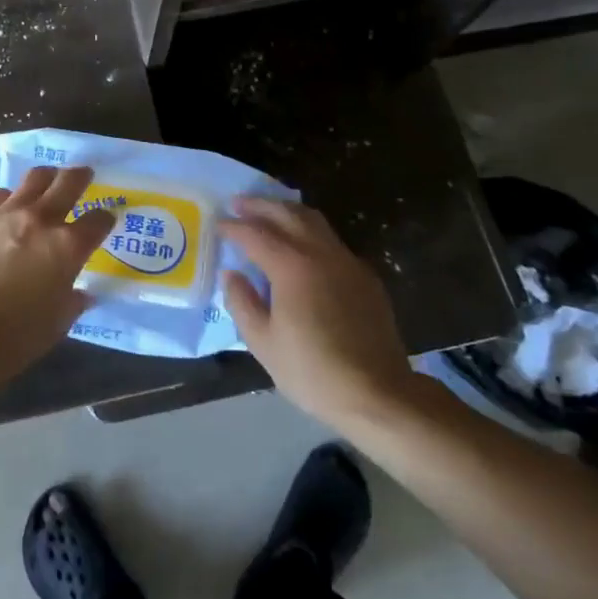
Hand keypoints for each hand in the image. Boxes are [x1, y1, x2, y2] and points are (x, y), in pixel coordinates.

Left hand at [0, 167, 115, 389]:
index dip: (105, 219)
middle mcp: (41, 220)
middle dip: (81, 176)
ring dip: (46, 178)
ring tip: (48, 180)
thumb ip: (72, 301)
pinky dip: (10, 197)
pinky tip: (8, 206)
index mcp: (68, 247)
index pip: (98, 221)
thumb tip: (80, 293)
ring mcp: (7, 214)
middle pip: (69, 182)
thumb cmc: (15, 337)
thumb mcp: (57, 324)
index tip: (105, 220)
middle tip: (84, 174)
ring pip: (34, 178)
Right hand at [220, 198, 418, 425]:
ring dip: (287, 211)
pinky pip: (332, 240)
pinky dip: (310, 232)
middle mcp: (320, 253)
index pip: (255, 234)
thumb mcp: (264, 343)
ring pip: (314, 220)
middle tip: (238, 204)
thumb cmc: (314, 372)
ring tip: (269, 214)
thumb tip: (233, 274)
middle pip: (287, 214)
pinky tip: (302, 247)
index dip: (233, 227)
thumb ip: (242, 303)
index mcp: (292, 266)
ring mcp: (347, 261)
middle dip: (260, 205)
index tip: (218, 224)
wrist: (379, 394)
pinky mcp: (365, 275)